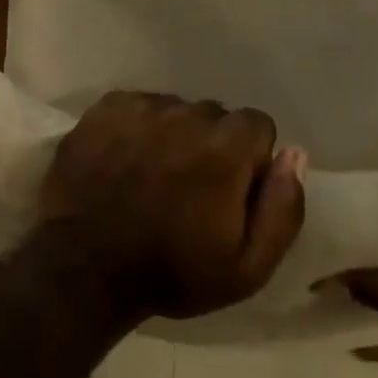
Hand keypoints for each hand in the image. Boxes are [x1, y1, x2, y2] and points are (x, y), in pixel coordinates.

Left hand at [38, 91, 305, 320]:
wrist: (83, 269)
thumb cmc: (171, 272)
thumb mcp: (247, 267)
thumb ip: (283, 208)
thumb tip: (294, 154)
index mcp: (226, 149)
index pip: (257, 124)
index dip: (249, 158)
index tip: (230, 189)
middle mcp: (187, 115)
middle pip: (214, 115)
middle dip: (211, 144)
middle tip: (188, 185)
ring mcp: (142, 108)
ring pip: (175, 108)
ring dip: (173, 133)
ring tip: (152, 173)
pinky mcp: (106, 108)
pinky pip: (138, 105)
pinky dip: (137, 126)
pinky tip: (124, 159)